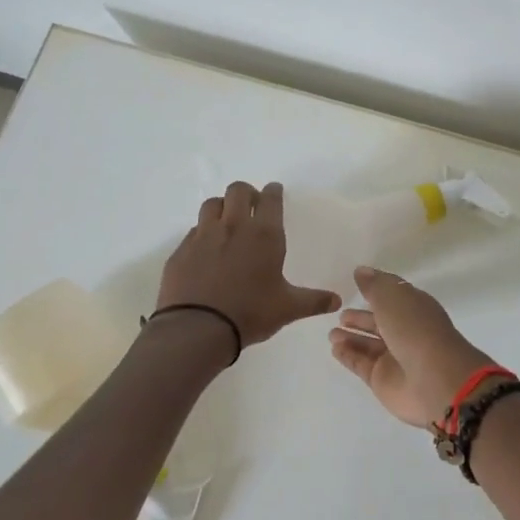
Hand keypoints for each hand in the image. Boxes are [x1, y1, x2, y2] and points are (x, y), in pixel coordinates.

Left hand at [155, 182, 340, 351]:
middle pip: (238, 190)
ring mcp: (203, 236)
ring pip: (212, 204)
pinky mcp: (181, 250)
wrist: (197, 329)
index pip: (270, 198)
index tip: (275, 191)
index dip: (274, 191)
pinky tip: (206, 251)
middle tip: (252, 206)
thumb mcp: (287, 308)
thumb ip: (313, 301)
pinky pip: (194, 231)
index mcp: (264, 235)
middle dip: (247, 193)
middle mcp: (233, 227)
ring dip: (222, 207)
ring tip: (227, 223)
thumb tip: (337, 301)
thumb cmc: (250, 313)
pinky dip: (202, 233)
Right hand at [328, 268, 496, 428]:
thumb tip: (361, 271)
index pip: (394, 296)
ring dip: (351, 338)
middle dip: (361, 318)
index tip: (356, 284)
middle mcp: (406, 332)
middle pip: (380, 322)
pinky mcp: (382, 380)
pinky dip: (348, 356)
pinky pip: (361, 364)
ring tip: (332, 333)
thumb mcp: (393, 298)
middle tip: (340, 314)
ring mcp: (395, 358)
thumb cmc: (415, 330)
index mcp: (415, 308)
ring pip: (369, 345)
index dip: (377, 290)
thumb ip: (374, 285)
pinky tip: (334, 348)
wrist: (434, 381)